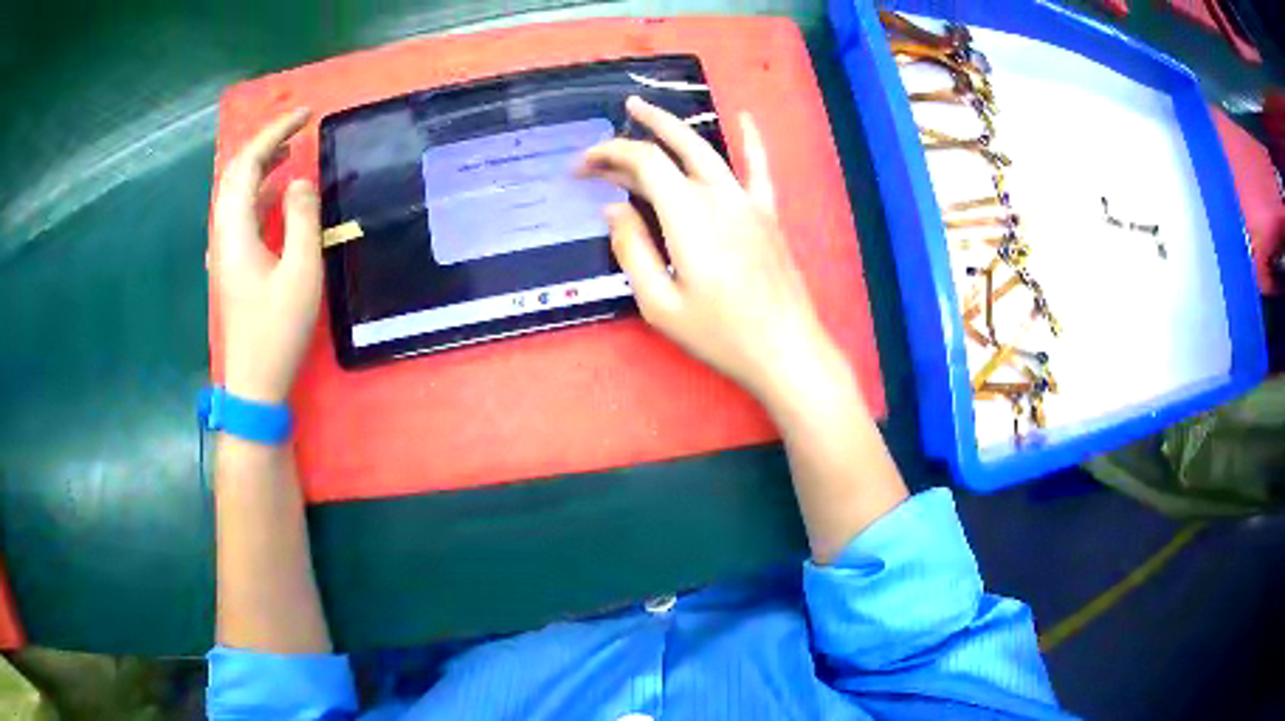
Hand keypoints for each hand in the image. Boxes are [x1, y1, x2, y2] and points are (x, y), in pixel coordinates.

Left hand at [212, 109, 320, 404]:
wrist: (254, 382)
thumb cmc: (277, 329)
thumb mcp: (300, 272)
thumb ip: (302, 218)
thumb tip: (300, 180)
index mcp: (235, 229)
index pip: (248, 163)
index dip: (275, 132)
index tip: (306, 115)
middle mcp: (224, 233)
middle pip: (236, 173)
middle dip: (266, 143)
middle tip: (298, 129)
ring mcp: (225, 250)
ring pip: (236, 193)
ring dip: (261, 166)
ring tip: (290, 153)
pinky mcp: (232, 264)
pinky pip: (241, 213)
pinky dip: (259, 192)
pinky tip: (276, 196)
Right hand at [579, 97, 835, 403]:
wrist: (785, 349)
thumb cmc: (721, 334)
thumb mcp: (661, 304)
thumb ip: (633, 250)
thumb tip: (614, 208)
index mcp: (688, 215)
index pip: (644, 162)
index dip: (609, 155)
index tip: (581, 168)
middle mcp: (717, 196)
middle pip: (670, 149)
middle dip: (630, 138)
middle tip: (600, 141)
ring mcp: (747, 201)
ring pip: (705, 149)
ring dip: (672, 126)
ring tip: (643, 108)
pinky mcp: (767, 213)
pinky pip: (758, 167)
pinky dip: (751, 138)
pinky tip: (744, 115)